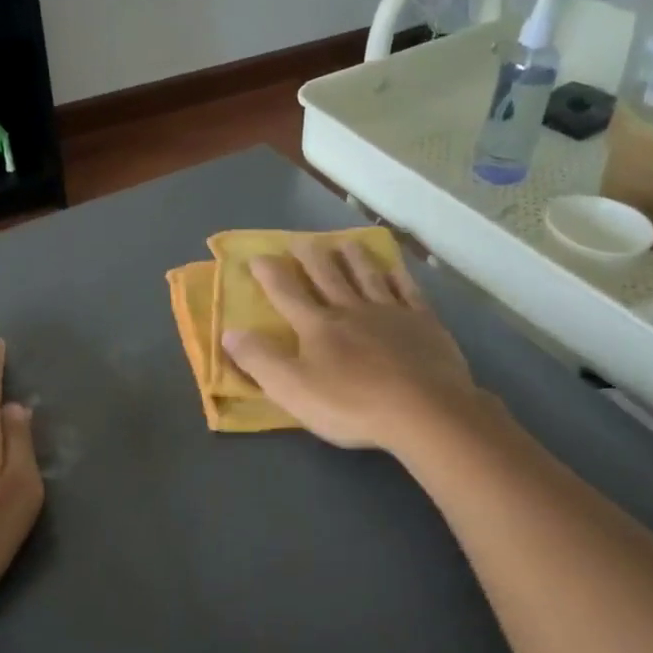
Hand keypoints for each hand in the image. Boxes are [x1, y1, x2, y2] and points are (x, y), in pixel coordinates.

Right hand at [219, 242, 490, 454]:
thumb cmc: (351, 405)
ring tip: (344, 243)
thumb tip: (229, 332)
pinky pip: (408, 292)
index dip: (270, 274)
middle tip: (300, 241)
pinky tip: (394, 269)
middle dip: (310, 258)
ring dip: (353, 259)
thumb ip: (259, 360)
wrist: (424, 411)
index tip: (257, 256)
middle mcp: (351, 310)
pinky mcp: (424, 324)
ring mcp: (390, 314)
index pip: (287, 294)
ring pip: (367, 276)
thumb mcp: (292, 389)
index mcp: (317, 327)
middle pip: (328, 276)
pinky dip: (398, 277)